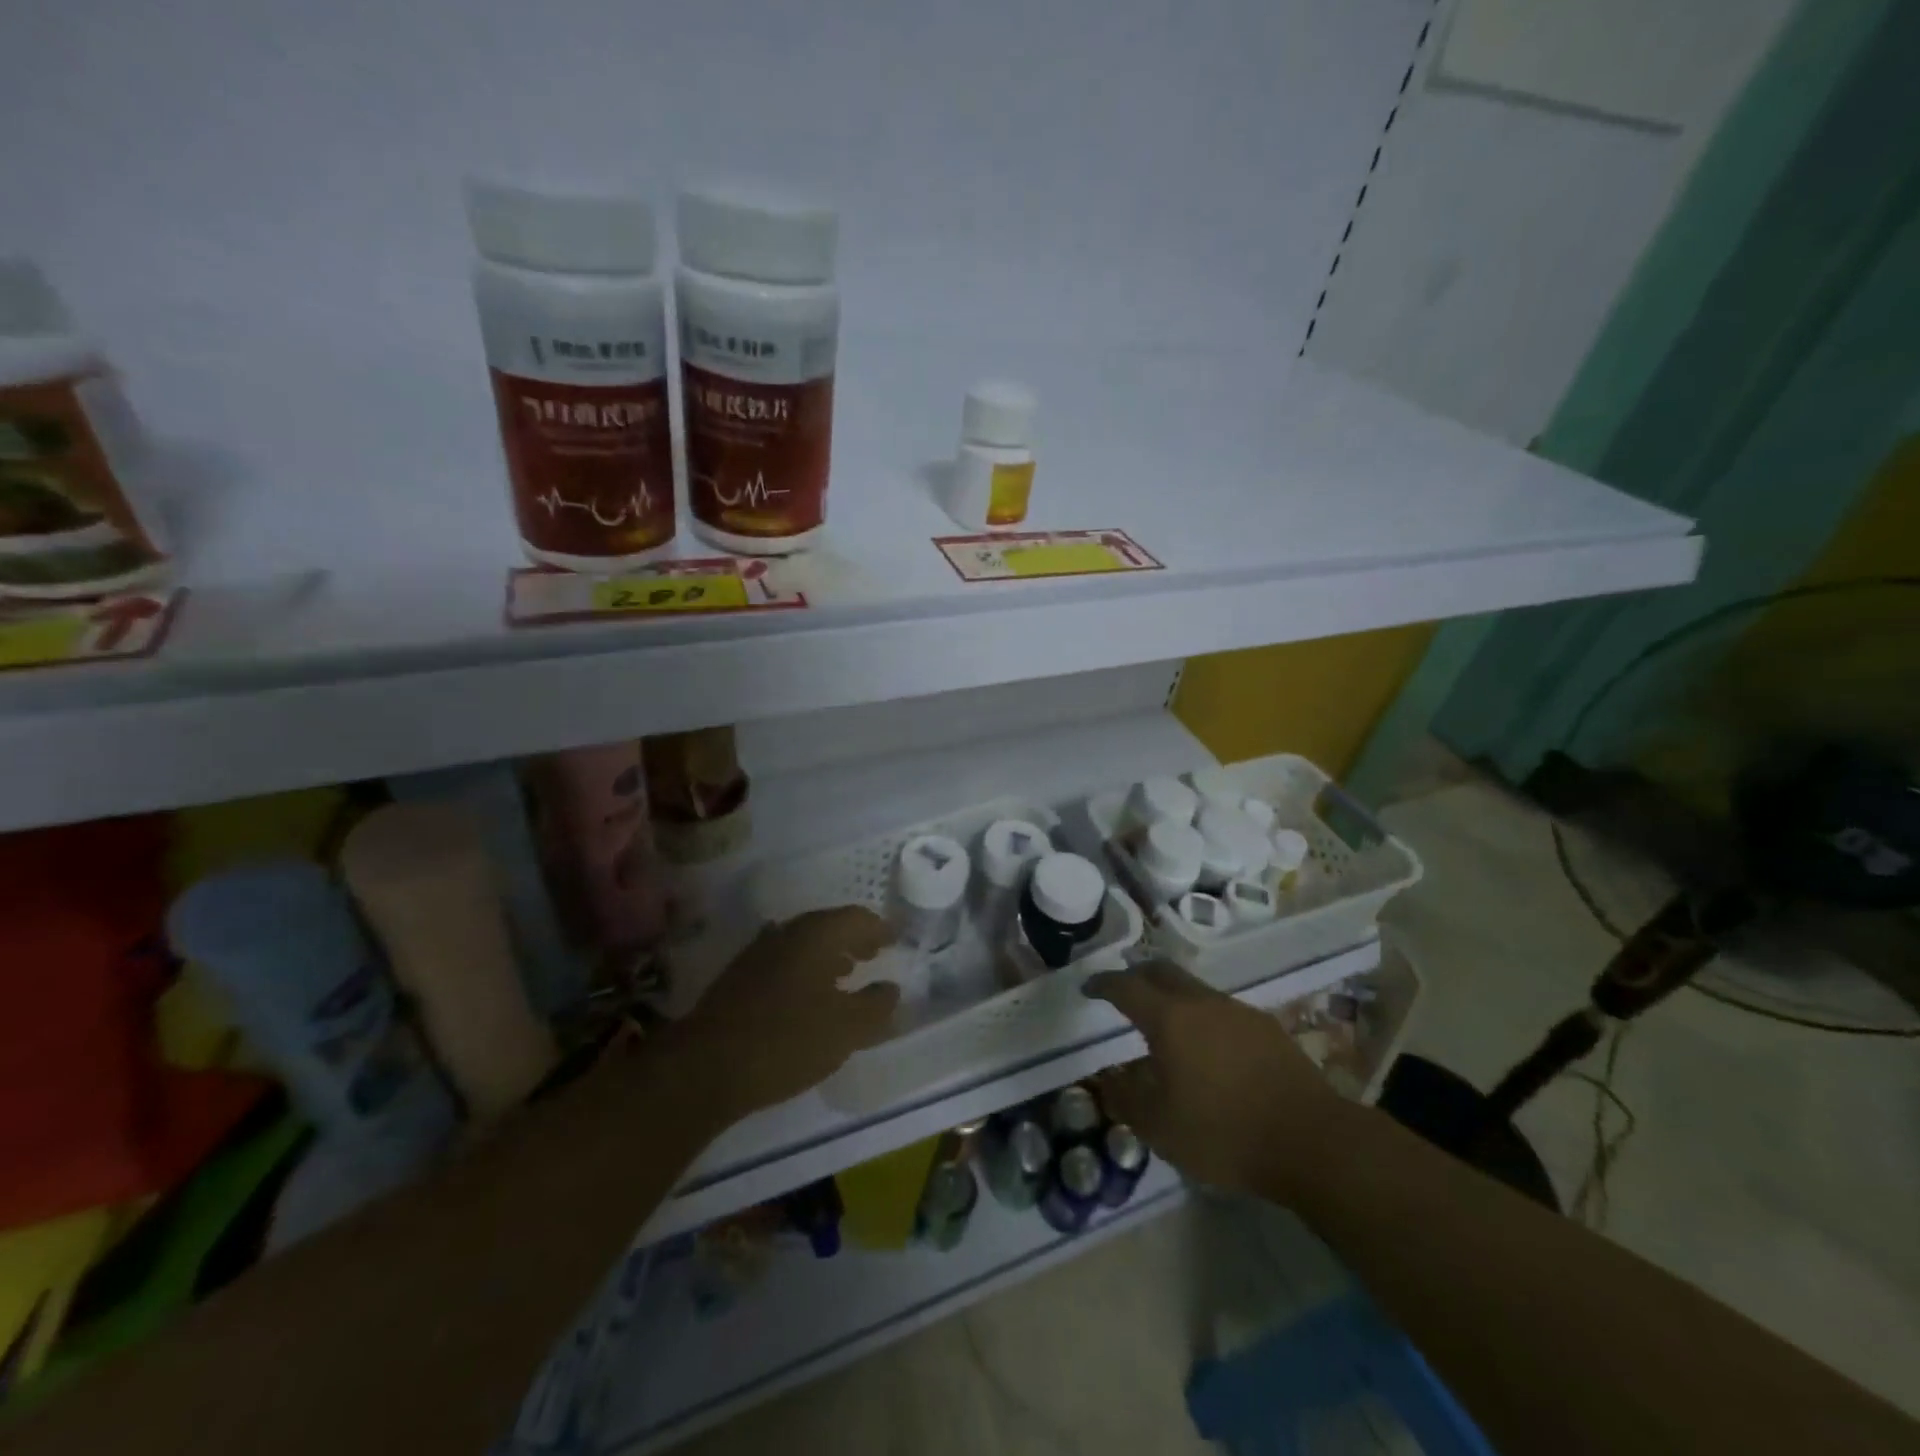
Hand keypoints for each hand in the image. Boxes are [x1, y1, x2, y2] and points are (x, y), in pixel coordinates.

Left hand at [671, 906, 900, 1122]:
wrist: (706, 1066)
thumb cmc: (787, 1040)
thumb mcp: (847, 1029)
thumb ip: (876, 1006)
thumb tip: (890, 988)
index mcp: (817, 934)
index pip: (858, 917)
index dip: (880, 928)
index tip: (896, 939)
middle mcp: (787, 932)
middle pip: (829, 925)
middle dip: (855, 939)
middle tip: (875, 954)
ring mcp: (758, 952)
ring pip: (804, 943)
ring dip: (830, 954)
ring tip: (847, 975)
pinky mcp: (739, 977)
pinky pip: (785, 960)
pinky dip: (806, 969)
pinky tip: (809, 996)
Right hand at [1085, 961, 1345, 1196]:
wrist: (1311, 1140)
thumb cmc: (1224, 1132)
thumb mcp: (1159, 1127)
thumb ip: (1126, 1098)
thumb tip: (1109, 1078)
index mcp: (1169, 1019)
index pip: (1126, 987)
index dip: (1103, 984)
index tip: (1089, 988)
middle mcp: (1202, 1002)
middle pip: (1162, 971)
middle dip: (1137, 976)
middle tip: (1123, 991)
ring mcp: (1238, 1011)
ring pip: (1194, 989)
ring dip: (1172, 997)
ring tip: (1165, 1025)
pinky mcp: (1267, 1028)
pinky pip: (1222, 1010)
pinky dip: (1202, 1017)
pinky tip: (1208, 1049)